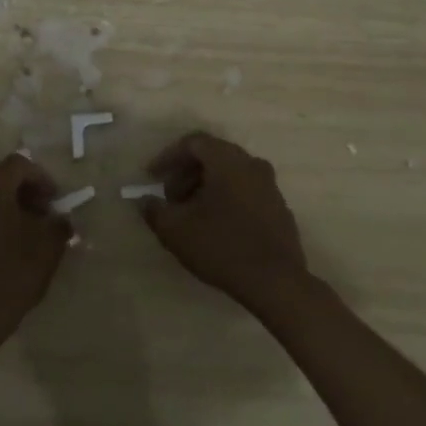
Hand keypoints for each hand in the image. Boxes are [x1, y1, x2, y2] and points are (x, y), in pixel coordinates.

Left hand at [0, 153, 71, 348]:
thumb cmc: (9, 276)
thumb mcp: (47, 250)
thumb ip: (58, 226)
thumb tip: (61, 218)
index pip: (20, 164)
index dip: (42, 178)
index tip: (55, 202)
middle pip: (0, 177)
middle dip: (23, 191)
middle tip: (41, 215)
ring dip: (5, 206)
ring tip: (23, 233)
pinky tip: (1, 248)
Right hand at [141, 132, 313, 317]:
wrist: (277, 283)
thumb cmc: (222, 247)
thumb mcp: (176, 230)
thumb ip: (155, 211)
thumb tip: (145, 201)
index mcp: (227, 159)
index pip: (193, 143)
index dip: (168, 157)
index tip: (151, 177)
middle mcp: (251, 163)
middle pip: (212, 156)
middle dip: (186, 173)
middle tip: (170, 197)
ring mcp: (269, 186)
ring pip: (230, 174)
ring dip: (206, 187)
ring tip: (190, 214)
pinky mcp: (279, 208)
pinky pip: (246, 191)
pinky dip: (227, 198)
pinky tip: (217, 226)